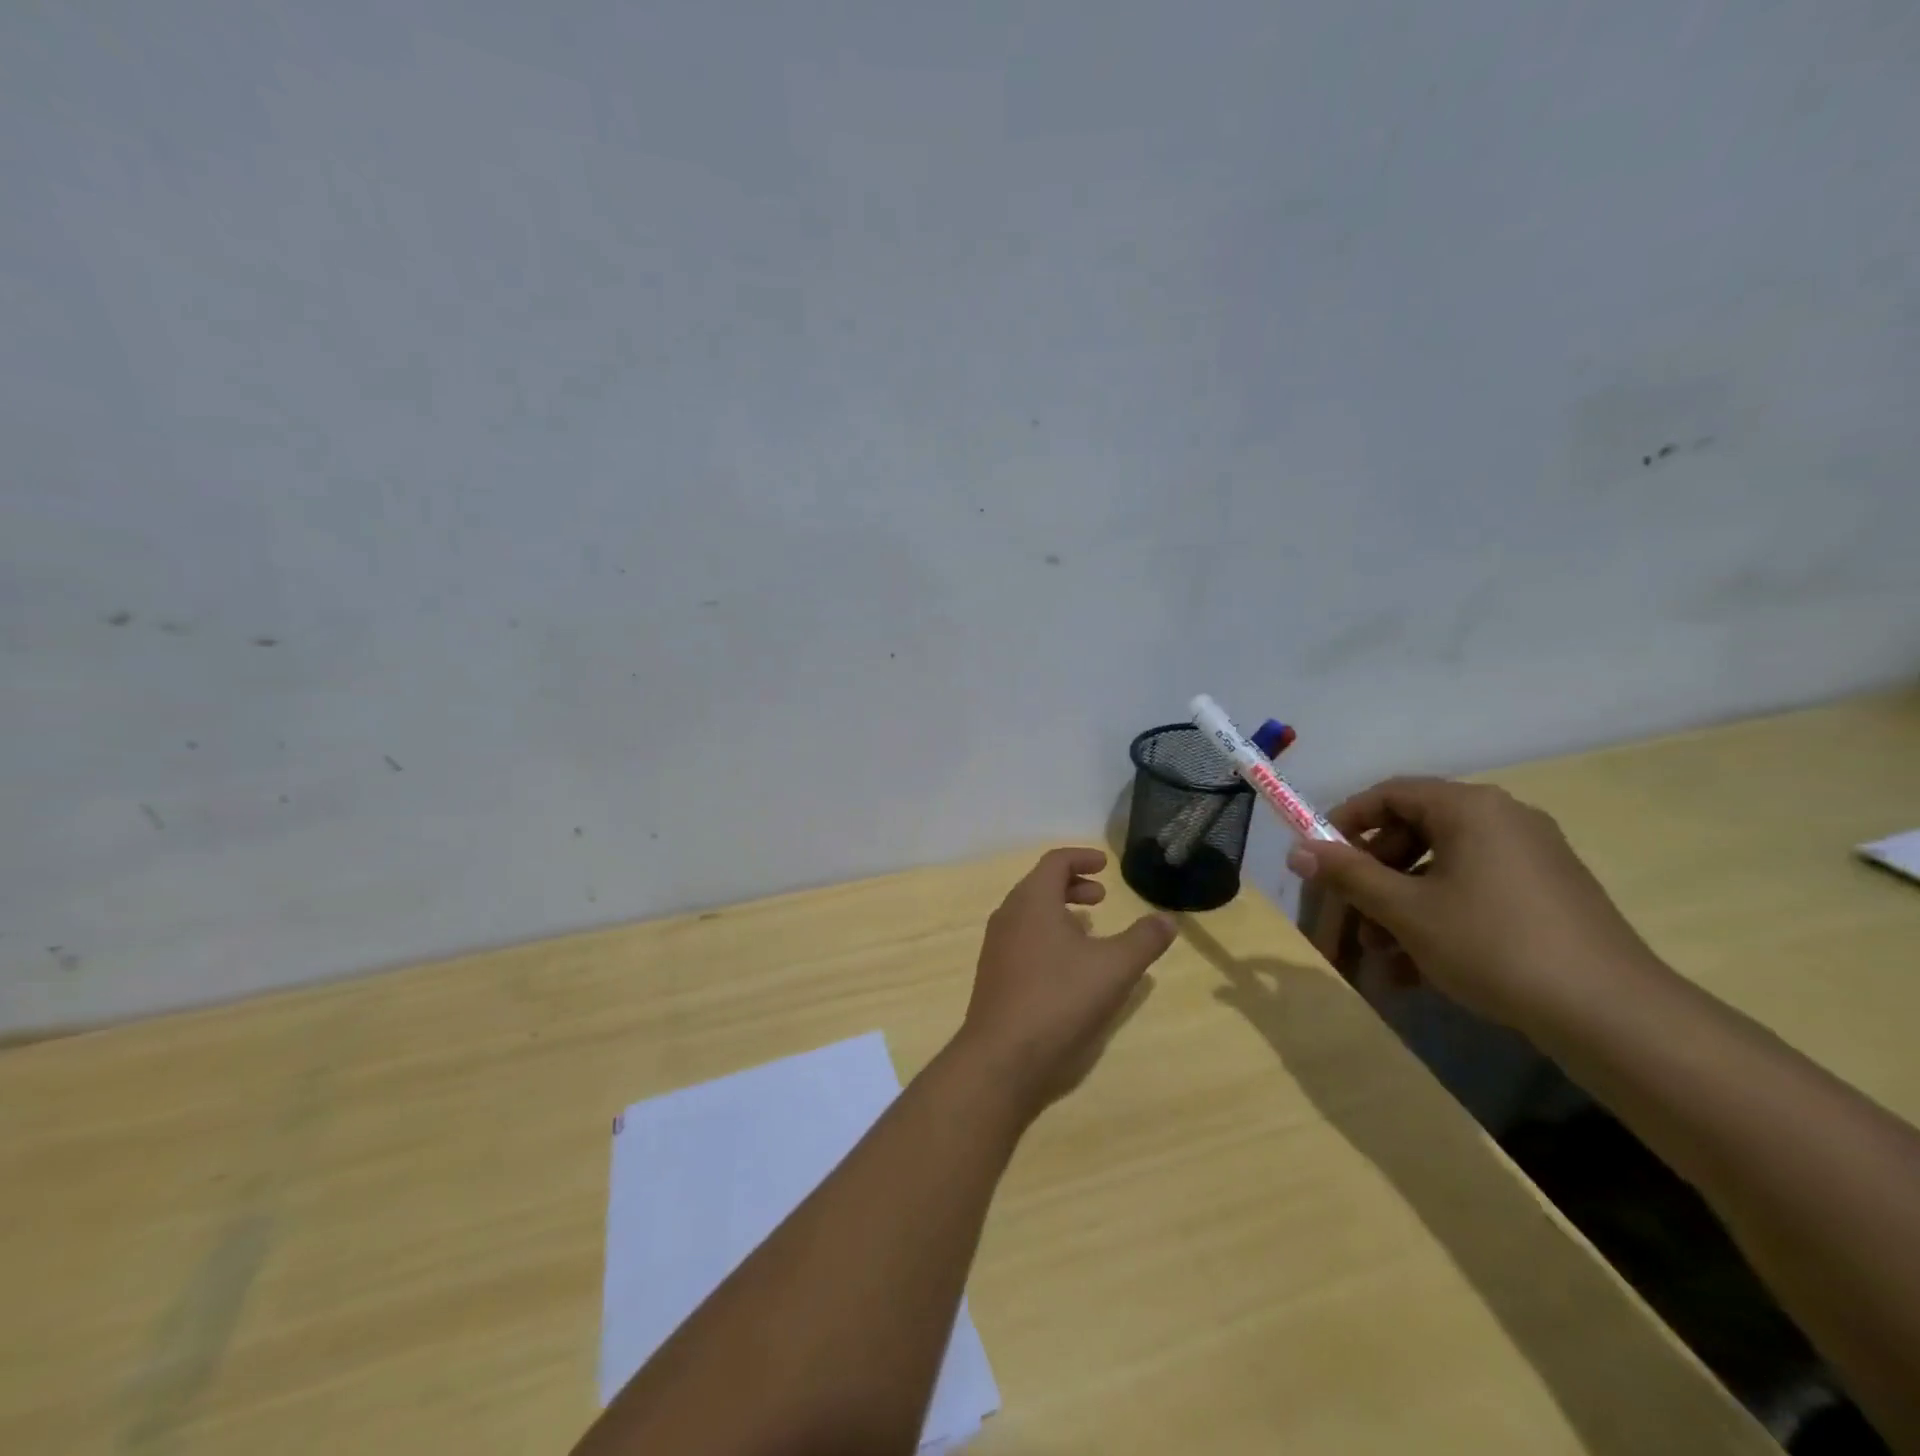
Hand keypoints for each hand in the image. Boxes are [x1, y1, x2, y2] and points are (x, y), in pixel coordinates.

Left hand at [955, 848, 1174, 1113]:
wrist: (1002, 1057)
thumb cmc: (1059, 999)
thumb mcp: (1114, 968)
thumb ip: (1143, 940)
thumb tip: (1167, 920)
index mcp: (1032, 900)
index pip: (1055, 861)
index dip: (1082, 858)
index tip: (1106, 864)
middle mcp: (1008, 915)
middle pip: (1040, 885)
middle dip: (1073, 885)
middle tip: (1101, 897)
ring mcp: (996, 946)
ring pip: (1029, 913)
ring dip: (1059, 912)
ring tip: (1089, 930)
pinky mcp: (993, 974)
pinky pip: (1022, 939)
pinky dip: (1046, 936)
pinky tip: (1067, 967)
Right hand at [1287, 777, 1666, 1032]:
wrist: (1612, 1015)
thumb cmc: (1492, 945)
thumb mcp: (1406, 910)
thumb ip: (1348, 874)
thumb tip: (1297, 851)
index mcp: (1470, 808)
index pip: (1388, 794)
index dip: (1344, 823)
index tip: (1318, 860)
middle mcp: (1502, 819)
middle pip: (1413, 834)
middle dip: (1371, 878)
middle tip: (1348, 916)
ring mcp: (1530, 857)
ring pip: (1440, 870)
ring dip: (1399, 907)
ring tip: (1379, 955)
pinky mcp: (1546, 894)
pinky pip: (1473, 892)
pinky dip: (1438, 919)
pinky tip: (1416, 971)